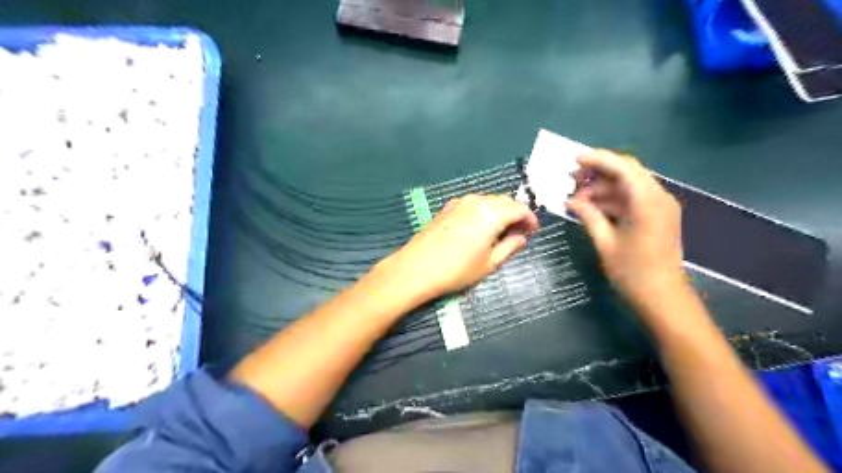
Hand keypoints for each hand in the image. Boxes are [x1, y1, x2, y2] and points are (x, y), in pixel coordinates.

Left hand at [380, 195, 538, 303]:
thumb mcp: (490, 263)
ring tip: (500, 232)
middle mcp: (477, 201)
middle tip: (519, 233)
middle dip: (515, 214)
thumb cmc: (457, 269)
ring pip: (488, 201)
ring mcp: (459, 202)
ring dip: (499, 212)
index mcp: (491, 212)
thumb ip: (510, 246)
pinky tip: (480, 228)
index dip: (530, 219)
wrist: (416, 268)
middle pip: (504, 201)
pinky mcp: (447, 208)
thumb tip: (521, 237)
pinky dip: (483, 212)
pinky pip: (473, 205)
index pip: (519, 208)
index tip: (534, 231)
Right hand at [569, 150, 686, 307]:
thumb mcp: (605, 242)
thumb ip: (589, 215)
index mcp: (647, 202)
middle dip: (598, 173)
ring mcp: (660, 207)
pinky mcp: (658, 216)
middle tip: (573, 180)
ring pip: (629, 185)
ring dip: (604, 188)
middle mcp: (658, 197)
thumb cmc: (632, 272)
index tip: (574, 161)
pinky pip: (633, 199)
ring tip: (577, 198)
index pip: (623, 167)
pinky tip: (592, 208)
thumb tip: (571, 201)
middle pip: (627, 172)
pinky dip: (613, 200)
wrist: (662, 298)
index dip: (598, 159)